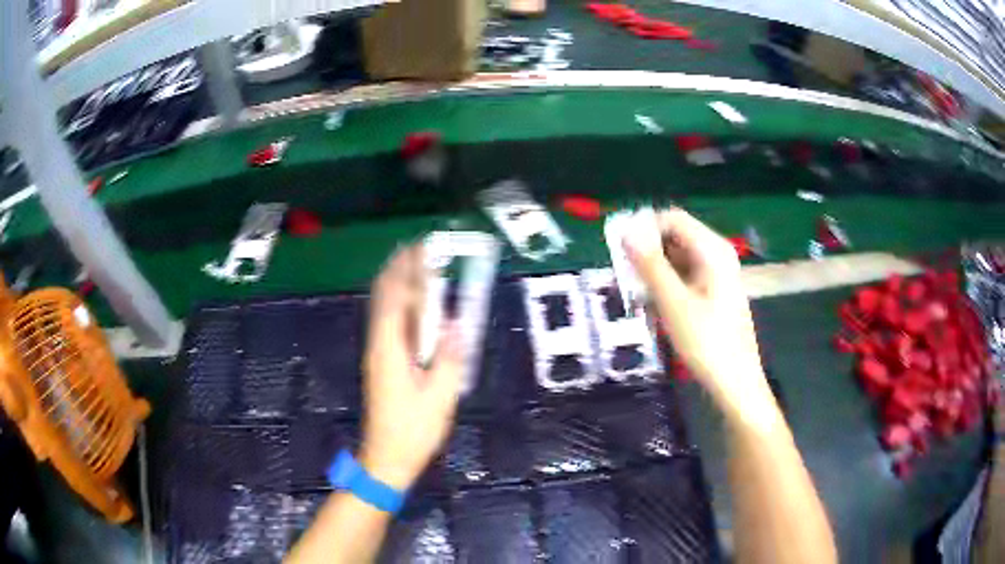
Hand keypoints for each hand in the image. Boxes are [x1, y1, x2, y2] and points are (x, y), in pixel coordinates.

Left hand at [360, 244, 463, 490]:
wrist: (387, 456)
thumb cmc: (413, 429)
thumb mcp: (439, 396)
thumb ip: (448, 358)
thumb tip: (454, 323)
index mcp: (389, 348)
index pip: (395, 297)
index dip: (407, 270)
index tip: (422, 248)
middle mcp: (379, 344)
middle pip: (384, 297)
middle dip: (398, 269)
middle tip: (418, 248)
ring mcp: (378, 353)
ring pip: (384, 308)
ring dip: (397, 283)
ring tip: (415, 264)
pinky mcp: (383, 363)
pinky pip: (390, 323)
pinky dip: (400, 304)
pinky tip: (413, 303)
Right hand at [623, 208, 767, 405]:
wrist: (735, 382)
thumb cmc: (706, 342)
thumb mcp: (673, 302)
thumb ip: (649, 264)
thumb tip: (626, 229)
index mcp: (712, 249)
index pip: (671, 219)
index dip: (643, 229)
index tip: (619, 252)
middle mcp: (716, 254)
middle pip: (674, 238)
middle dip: (647, 254)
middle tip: (625, 280)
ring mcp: (716, 274)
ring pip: (676, 259)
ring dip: (654, 273)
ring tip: (638, 299)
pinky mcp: (713, 292)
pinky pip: (683, 277)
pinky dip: (666, 287)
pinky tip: (655, 309)